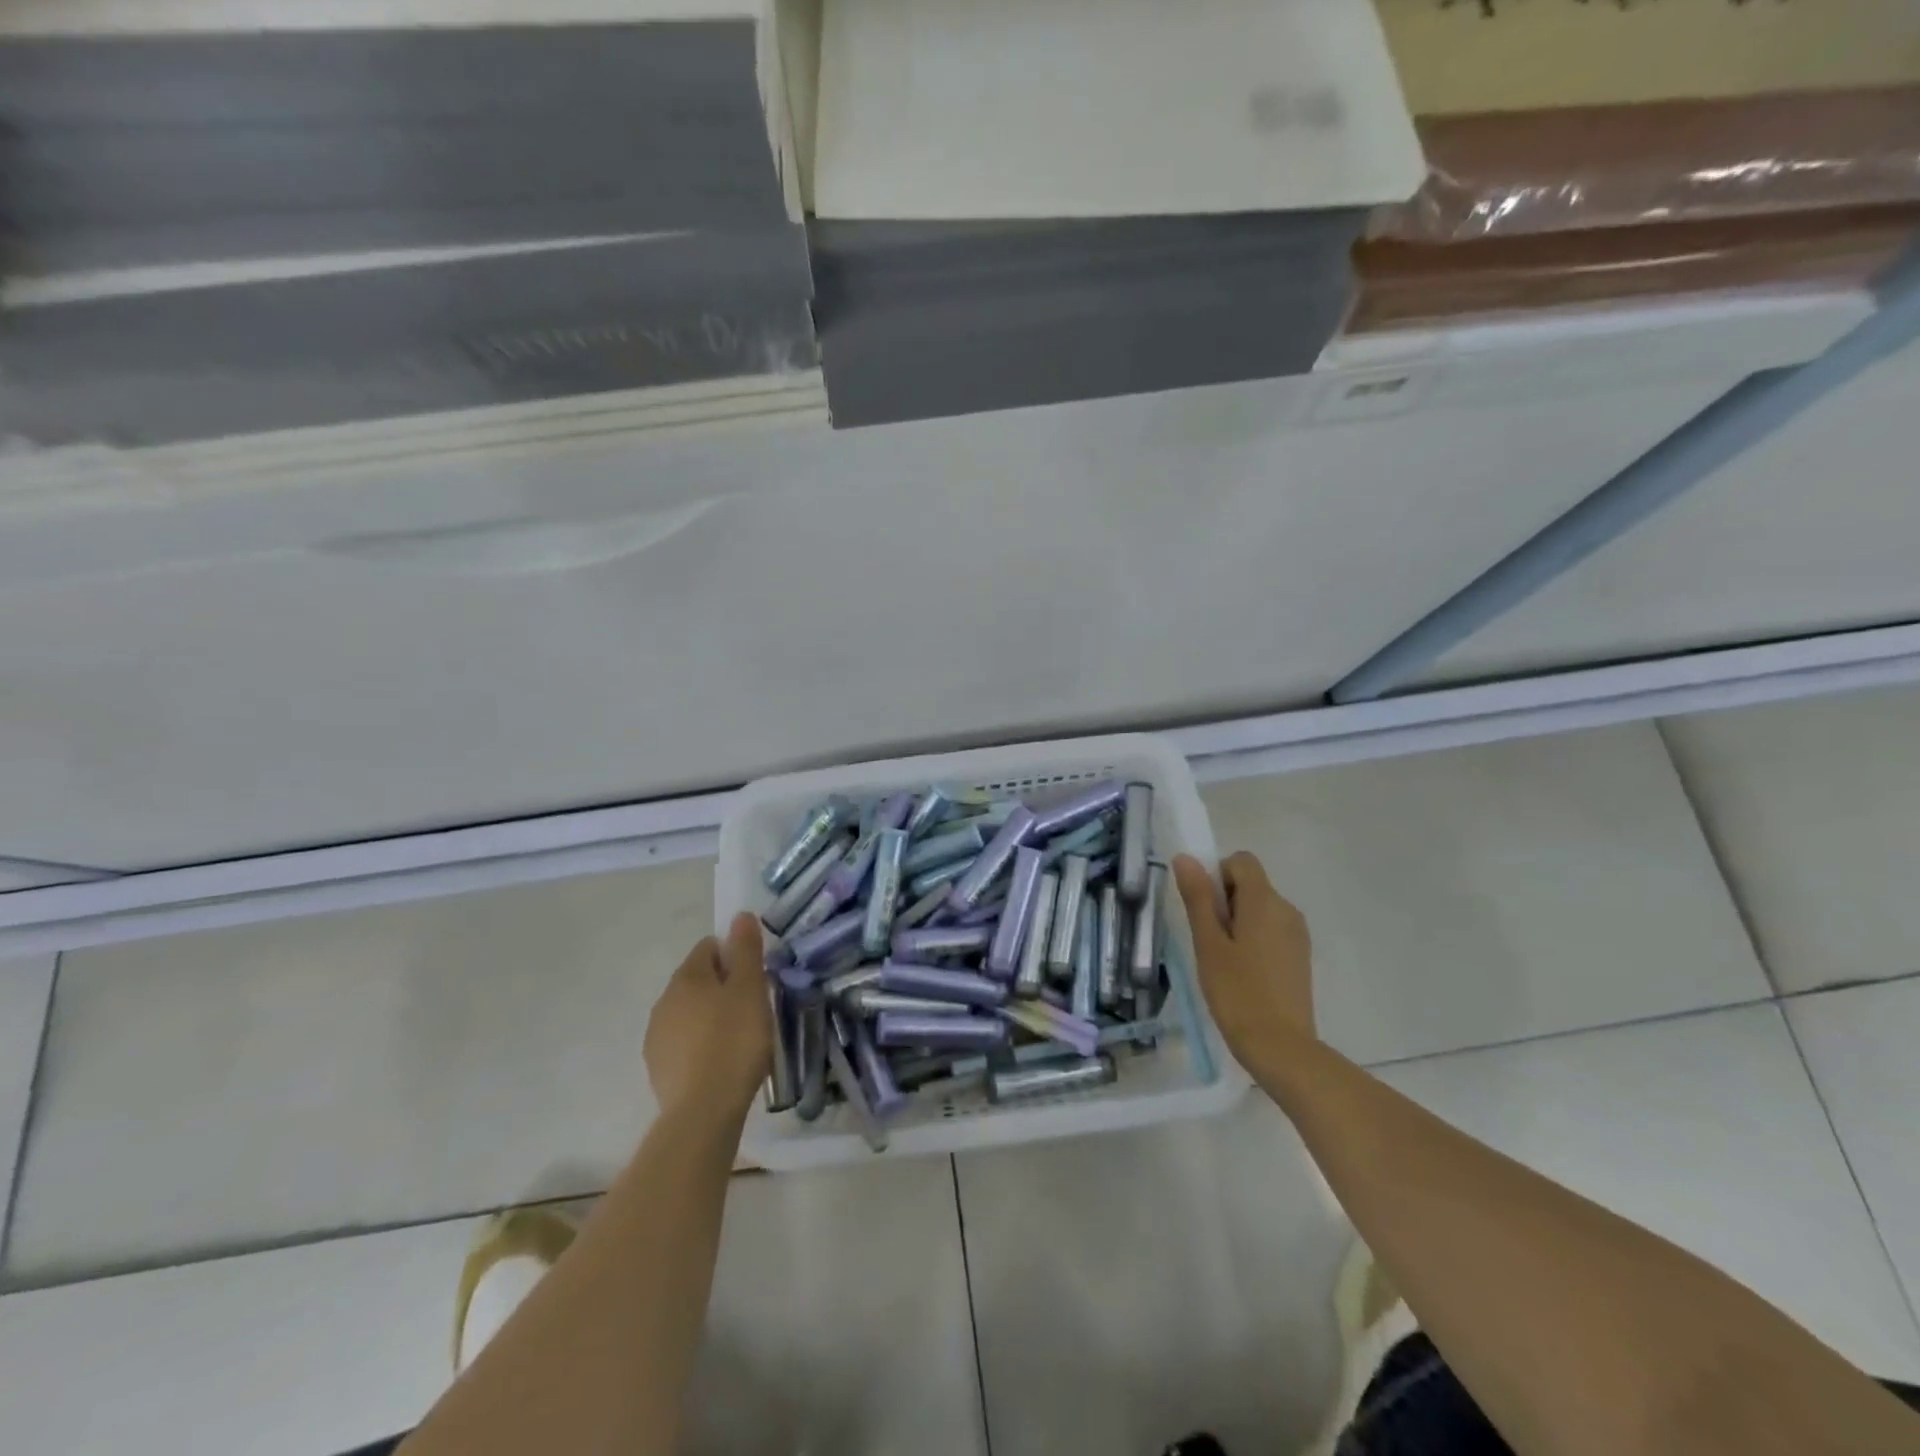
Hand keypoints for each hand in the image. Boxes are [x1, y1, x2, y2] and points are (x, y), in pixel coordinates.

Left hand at [644, 913, 772, 1124]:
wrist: (703, 1111)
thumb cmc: (734, 1041)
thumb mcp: (751, 989)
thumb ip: (746, 950)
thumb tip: (739, 916)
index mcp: (687, 977)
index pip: (709, 947)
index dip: (735, 956)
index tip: (755, 978)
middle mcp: (664, 1000)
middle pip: (698, 979)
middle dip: (723, 987)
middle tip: (752, 1008)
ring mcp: (656, 1036)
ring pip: (689, 1012)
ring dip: (710, 1016)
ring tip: (739, 1039)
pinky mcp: (658, 1067)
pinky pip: (683, 1042)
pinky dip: (700, 1044)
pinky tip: (720, 1063)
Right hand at [1173, 852, 1315, 1071]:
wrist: (1281, 1047)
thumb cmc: (1237, 992)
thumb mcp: (1208, 943)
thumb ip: (1198, 897)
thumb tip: (1185, 857)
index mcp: (1264, 901)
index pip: (1240, 861)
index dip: (1217, 875)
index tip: (1205, 910)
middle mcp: (1286, 909)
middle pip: (1250, 884)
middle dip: (1225, 901)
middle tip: (1209, 941)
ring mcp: (1297, 934)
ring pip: (1260, 908)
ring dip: (1238, 921)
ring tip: (1224, 961)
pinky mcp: (1300, 956)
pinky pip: (1271, 930)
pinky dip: (1253, 939)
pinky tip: (1243, 973)